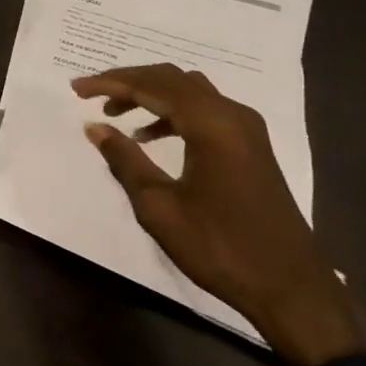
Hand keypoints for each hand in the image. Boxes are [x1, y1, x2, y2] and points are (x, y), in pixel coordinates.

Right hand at [71, 64, 365, 365]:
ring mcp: (246, 129)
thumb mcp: (160, 207)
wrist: (289, 286)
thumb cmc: (219, 247)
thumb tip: (95, 127)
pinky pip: (204, 110)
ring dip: (150, 94)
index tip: (76, 89)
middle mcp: (232, 115)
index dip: (111, 83)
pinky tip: (149, 136)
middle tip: (90, 94)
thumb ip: (125, 160)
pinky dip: (171, 112)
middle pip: (172, 79)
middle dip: (128, 82)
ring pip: (190, 91)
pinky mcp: (251, 146)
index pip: (152, 86)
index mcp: (211, 125)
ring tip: (114, 113)